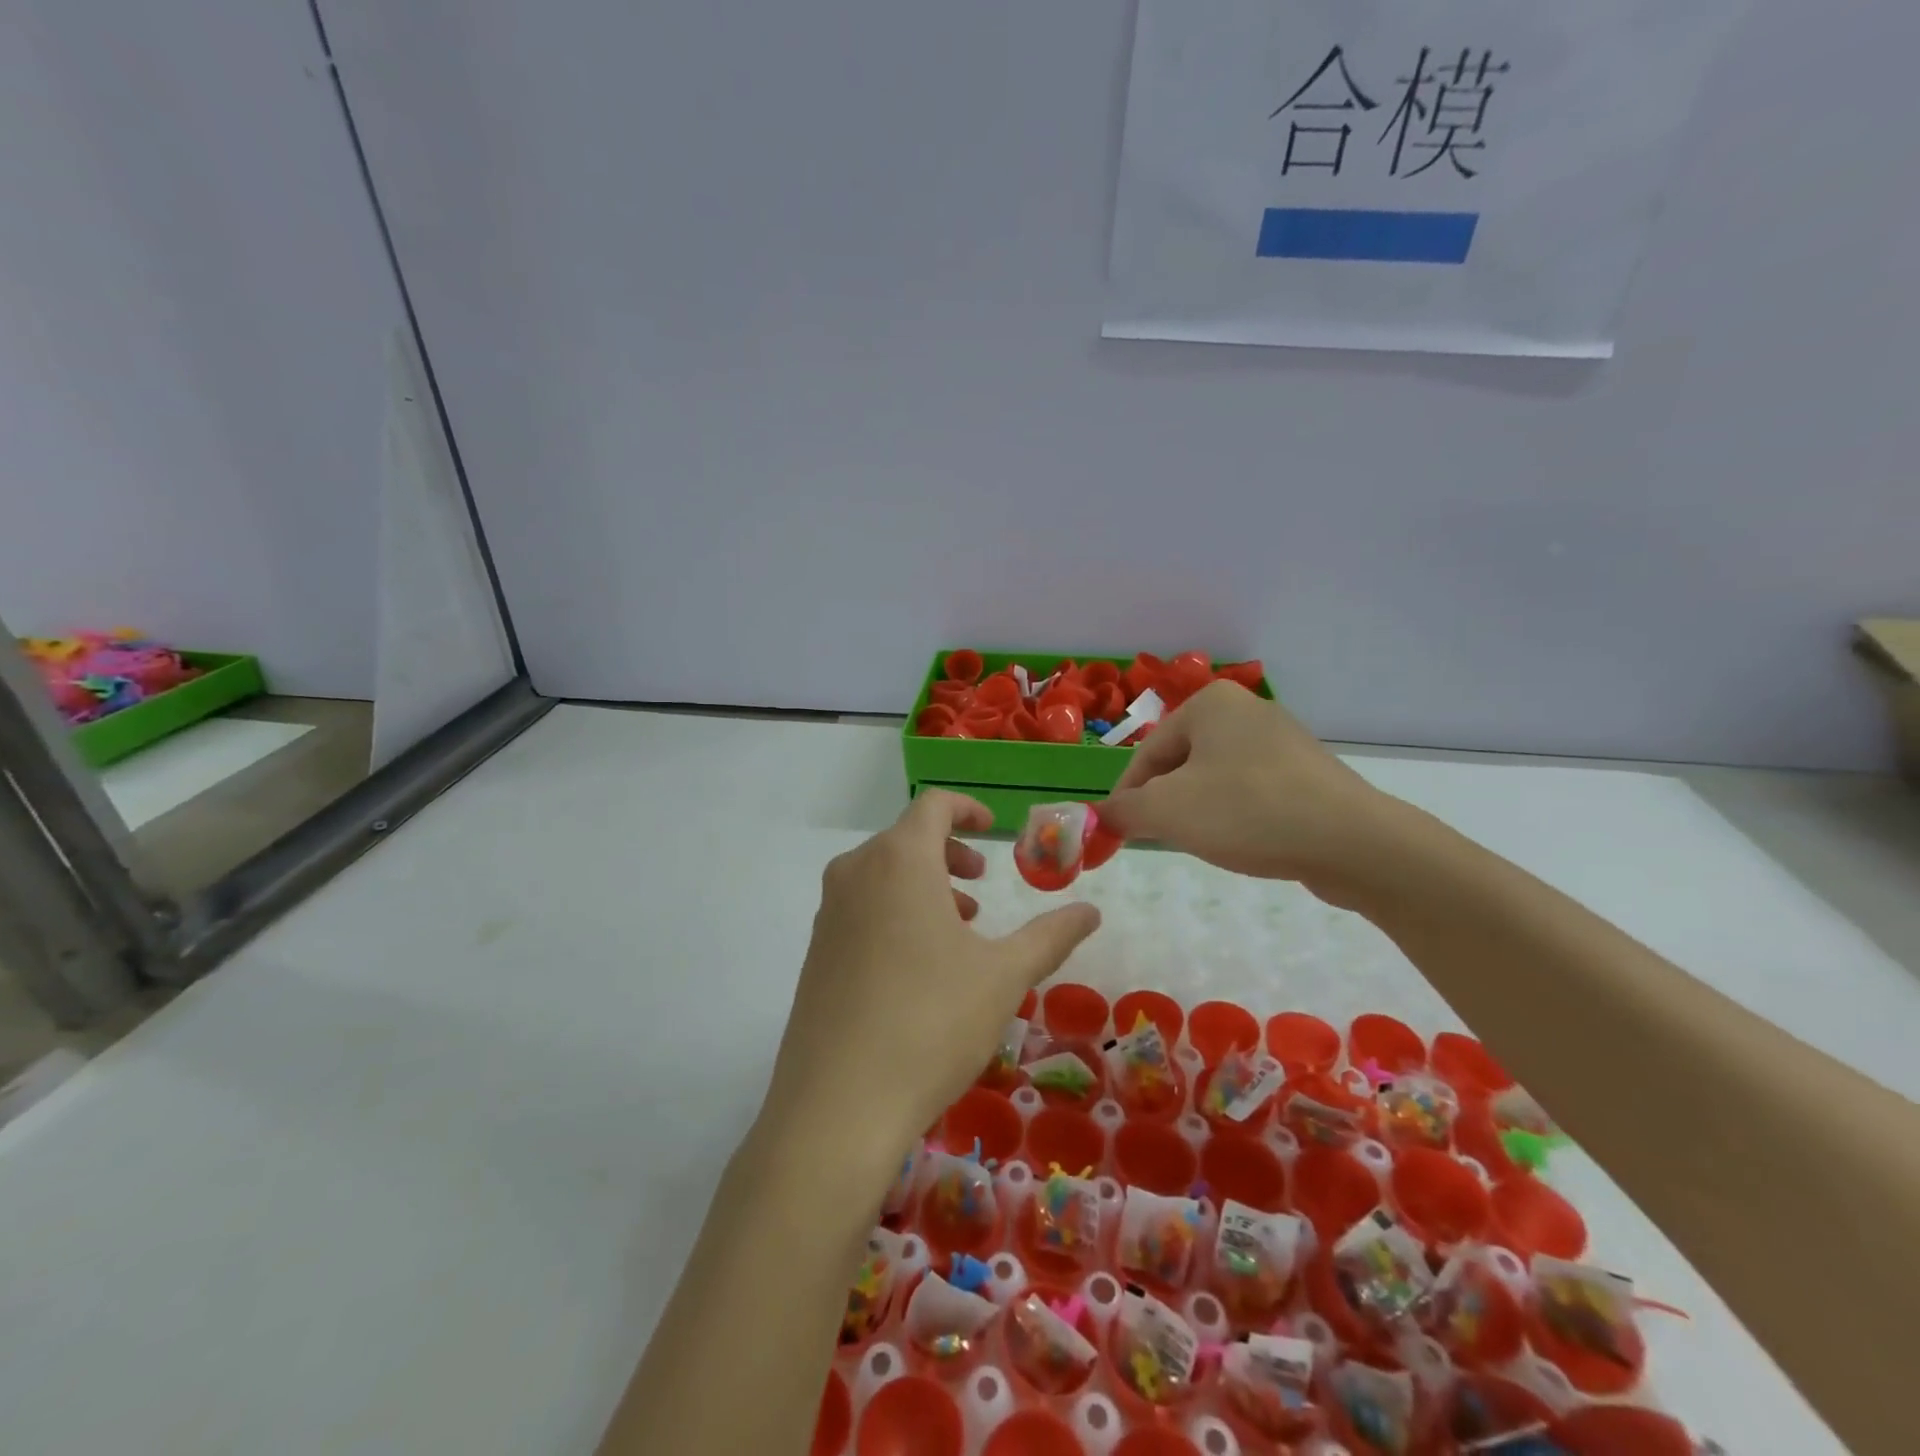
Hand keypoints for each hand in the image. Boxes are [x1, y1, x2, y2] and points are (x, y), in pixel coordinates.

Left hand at [762, 791, 1100, 1186]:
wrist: (838, 1104)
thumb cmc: (931, 1023)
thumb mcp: (1004, 976)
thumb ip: (1051, 935)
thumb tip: (1091, 911)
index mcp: (899, 860)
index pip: (932, 806)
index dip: (967, 809)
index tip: (993, 828)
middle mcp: (855, 873)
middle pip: (906, 839)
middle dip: (950, 854)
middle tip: (981, 887)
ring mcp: (827, 912)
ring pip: (882, 875)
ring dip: (924, 886)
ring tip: (958, 930)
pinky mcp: (814, 951)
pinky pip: (861, 908)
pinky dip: (895, 912)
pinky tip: (918, 967)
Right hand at [1098, 681, 1400, 900]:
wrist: (1353, 842)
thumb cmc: (1247, 811)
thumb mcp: (1167, 811)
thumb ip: (1123, 810)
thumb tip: (1100, 815)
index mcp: (1209, 704)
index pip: (1147, 753)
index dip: (1126, 795)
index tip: (1116, 832)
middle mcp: (1245, 710)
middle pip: (1180, 763)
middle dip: (1164, 802)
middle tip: (1159, 839)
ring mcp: (1282, 740)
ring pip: (1215, 778)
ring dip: (1198, 810)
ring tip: (1204, 842)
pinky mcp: (1308, 772)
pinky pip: (1252, 790)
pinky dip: (1235, 814)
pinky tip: (1244, 840)